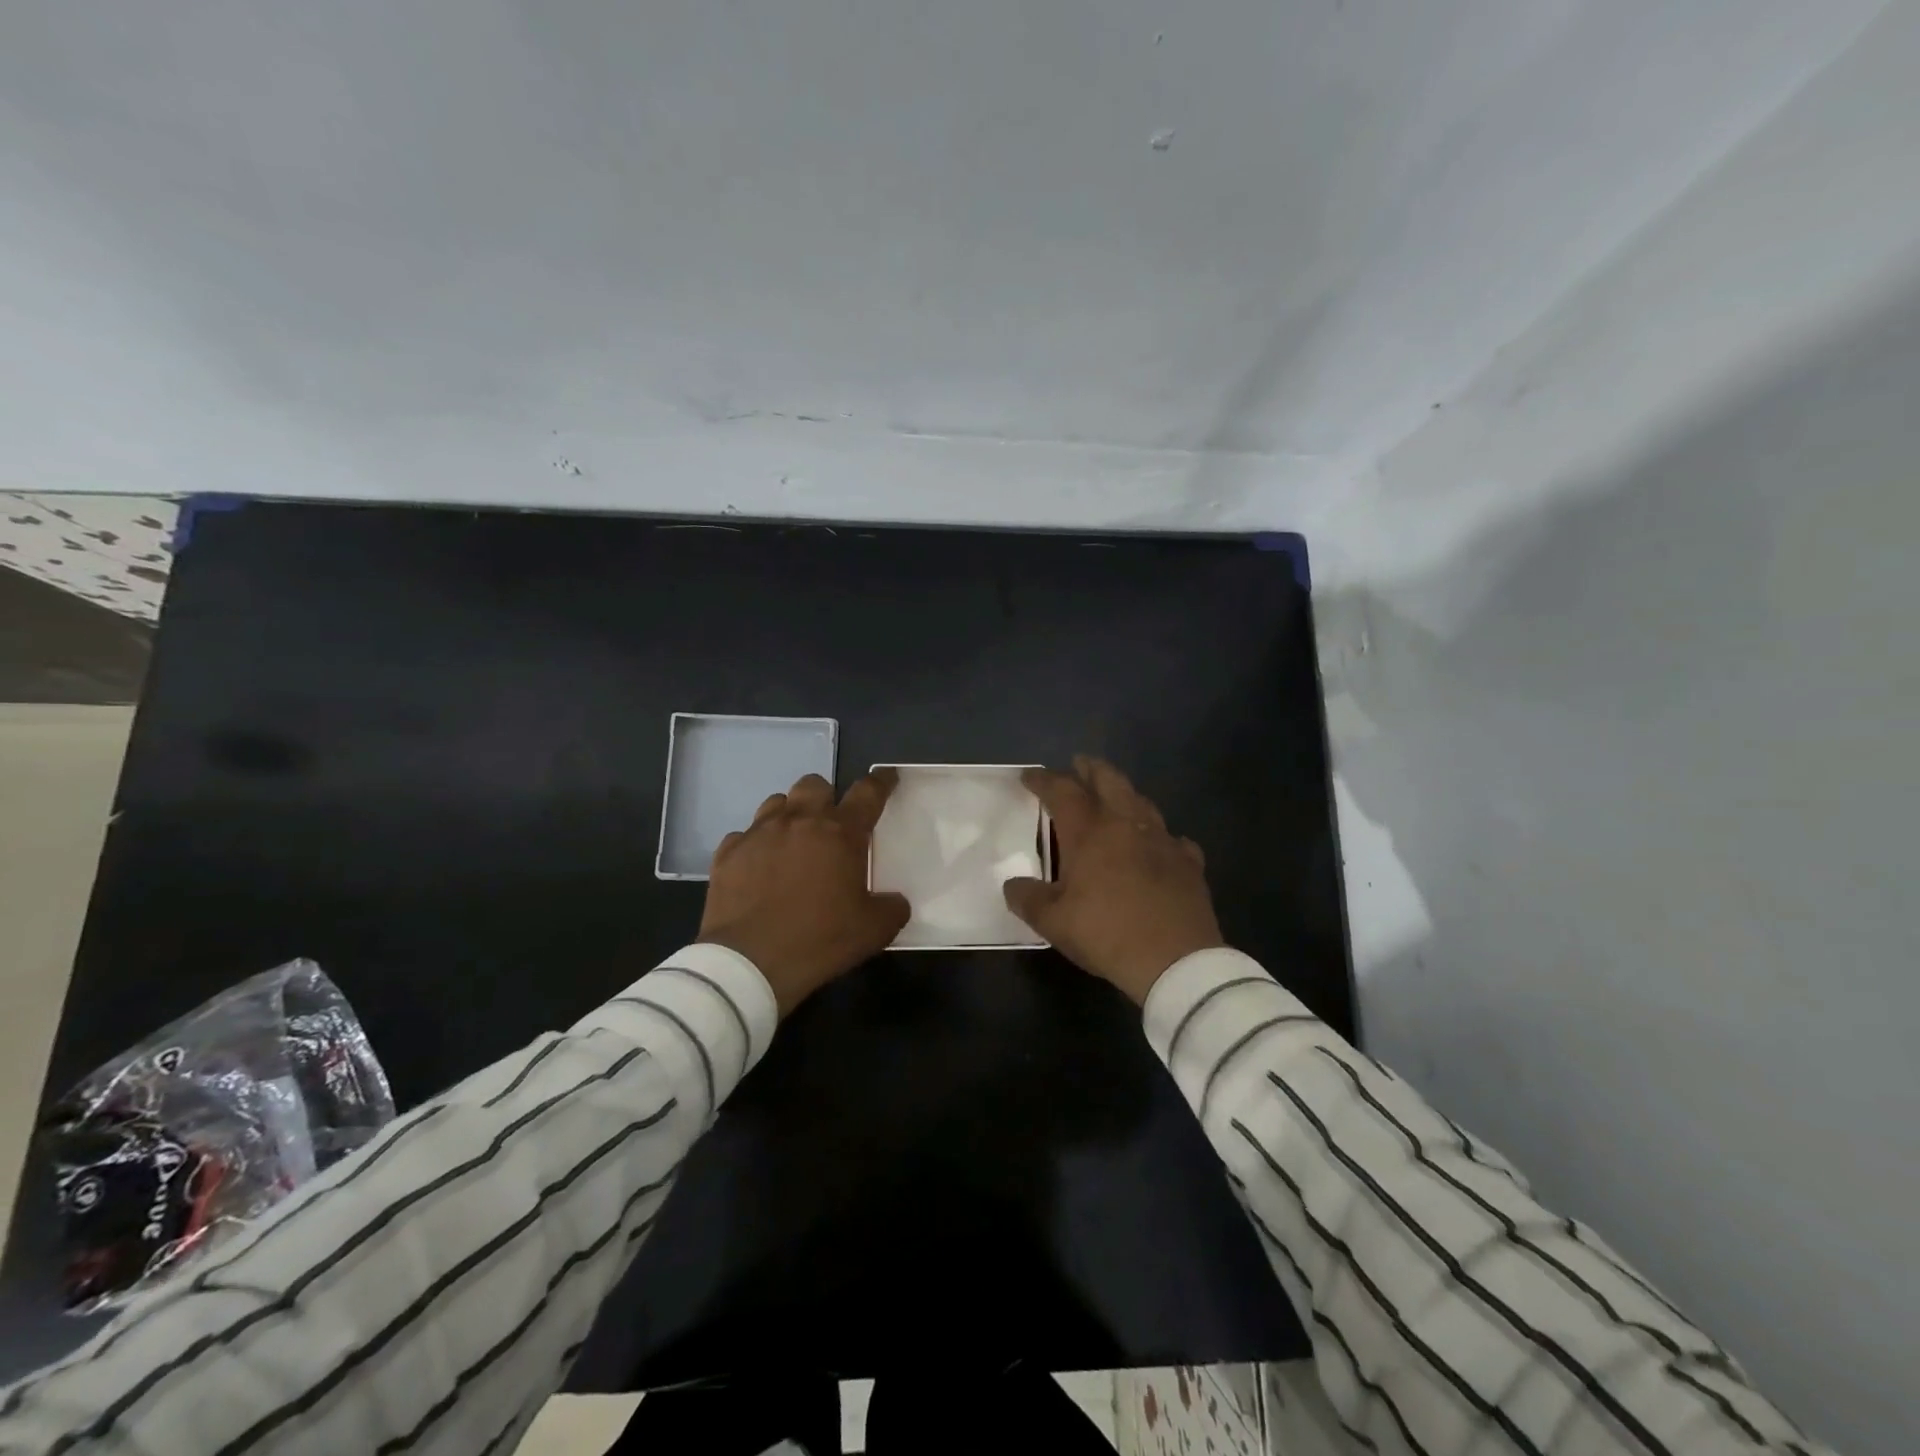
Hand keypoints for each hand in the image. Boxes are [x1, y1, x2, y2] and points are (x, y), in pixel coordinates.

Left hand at [697, 770, 910, 1016]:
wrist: (749, 963)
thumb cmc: (819, 940)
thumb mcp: (873, 930)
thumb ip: (892, 908)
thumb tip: (895, 901)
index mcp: (840, 833)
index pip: (868, 793)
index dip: (881, 781)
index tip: (888, 777)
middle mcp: (799, 821)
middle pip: (815, 784)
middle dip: (826, 797)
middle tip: (830, 824)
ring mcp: (759, 833)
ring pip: (776, 803)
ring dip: (789, 815)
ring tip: (792, 841)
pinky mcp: (728, 853)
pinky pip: (744, 835)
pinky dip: (756, 845)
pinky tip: (759, 867)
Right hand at [1003, 756, 1222, 1004]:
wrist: (1175, 960)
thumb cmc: (1106, 933)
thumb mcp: (1053, 922)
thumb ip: (1027, 899)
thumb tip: (1012, 885)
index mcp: (1089, 832)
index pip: (1062, 791)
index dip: (1043, 779)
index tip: (1028, 776)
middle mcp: (1127, 824)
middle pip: (1108, 780)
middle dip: (1090, 768)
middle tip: (1078, 764)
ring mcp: (1162, 840)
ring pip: (1142, 801)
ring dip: (1124, 793)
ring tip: (1114, 797)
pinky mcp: (1188, 862)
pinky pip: (1172, 838)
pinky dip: (1159, 835)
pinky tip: (1157, 845)